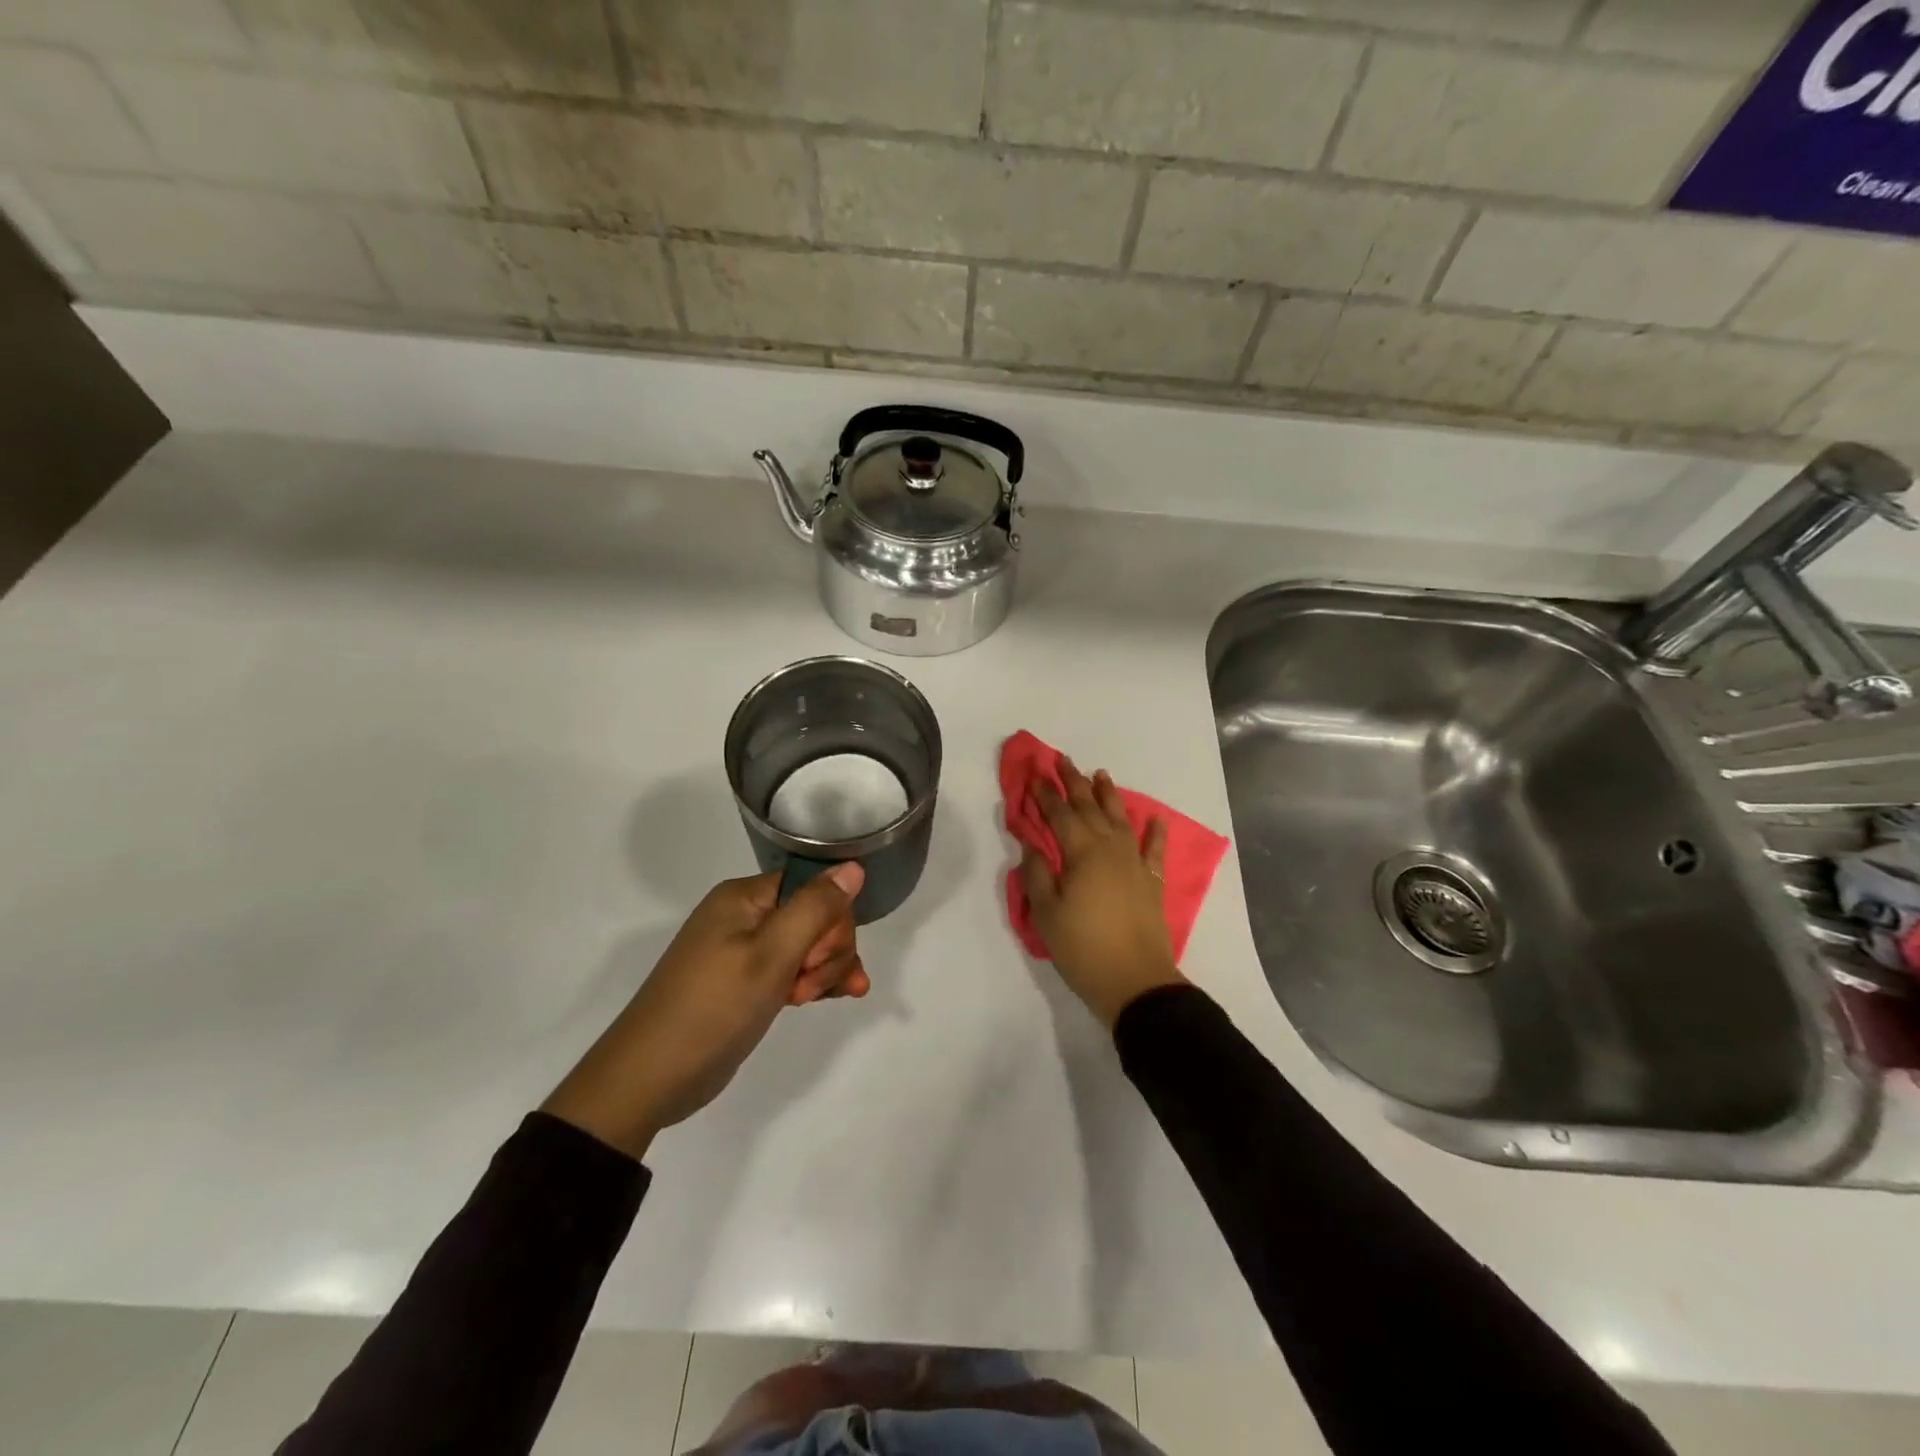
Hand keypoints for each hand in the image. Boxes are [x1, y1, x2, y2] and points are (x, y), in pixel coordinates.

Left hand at [541, 863, 868, 1158]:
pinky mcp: (746, 982)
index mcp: (744, 897)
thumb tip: (854, 866)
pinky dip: (813, 982)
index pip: (812, 886)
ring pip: (808, 946)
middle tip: (807, 987)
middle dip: (827, 950)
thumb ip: (816, 908)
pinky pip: (792, 969)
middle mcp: (744, 916)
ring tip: (810, 1001)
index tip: (817, 957)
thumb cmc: (713, 1008)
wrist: (650, 1078)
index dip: (829, 920)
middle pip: (815, 916)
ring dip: (823, 970)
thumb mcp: (771, 955)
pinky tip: (835, 997)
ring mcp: (744, 951)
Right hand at [1021, 758, 1185, 1028]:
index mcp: (1081, 852)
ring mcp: (1135, 863)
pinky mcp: (1152, 881)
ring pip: (1121, 819)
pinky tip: (1155, 818)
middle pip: (1090, 807)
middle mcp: (1110, 848)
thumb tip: (1032, 845)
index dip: (1046, 794)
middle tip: (1063, 760)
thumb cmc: (1083, 948)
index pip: (1059, 814)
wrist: (1136, 982)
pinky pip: (1155, 849)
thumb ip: (1037, 874)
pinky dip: (1156, 831)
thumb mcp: (1046, 914)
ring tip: (1100, 774)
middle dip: (1074, 782)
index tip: (1035, 774)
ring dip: (1109, 795)